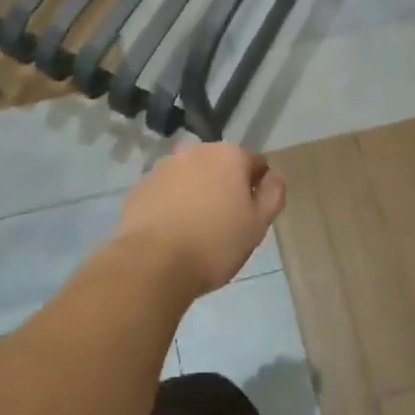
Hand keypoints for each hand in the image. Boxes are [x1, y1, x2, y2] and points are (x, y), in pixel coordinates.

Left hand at [113, 142, 285, 297]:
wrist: (152, 263)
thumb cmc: (214, 244)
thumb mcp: (257, 225)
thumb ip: (272, 195)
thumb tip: (273, 177)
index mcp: (229, 155)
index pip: (255, 164)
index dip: (257, 189)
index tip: (251, 216)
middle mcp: (196, 151)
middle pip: (220, 167)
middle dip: (225, 188)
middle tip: (225, 225)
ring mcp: (164, 166)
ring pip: (191, 177)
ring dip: (197, 194)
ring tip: (196, 231)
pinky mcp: (141, 186)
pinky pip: (166, 192)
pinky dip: (172, 205)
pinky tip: (171, 233)